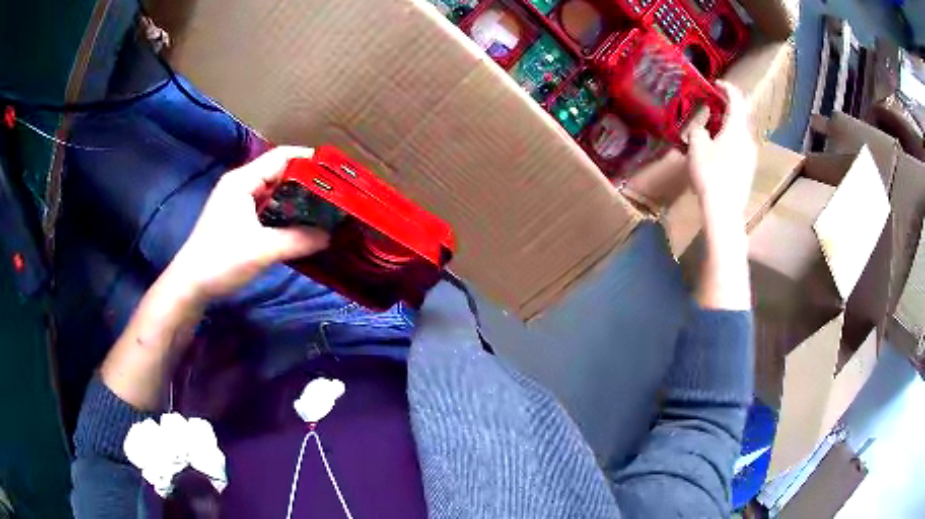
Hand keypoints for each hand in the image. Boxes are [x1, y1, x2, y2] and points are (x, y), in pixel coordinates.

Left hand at [166, 146, 328, 300]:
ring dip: (294, 200)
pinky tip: (298, 226)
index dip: (308, 160)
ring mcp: (236, 202)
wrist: (190, 285)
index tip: (334, 172)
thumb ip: (298, 240)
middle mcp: (239, 185)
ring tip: (322, 209)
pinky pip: (264, 208)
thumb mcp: (262, 250)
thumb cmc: (221, 260)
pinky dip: (282, 214)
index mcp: (242, 181)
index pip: (281, 157)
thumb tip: (329, 236)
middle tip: (333, 194)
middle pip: (278, 173)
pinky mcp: (235, 219)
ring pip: (272, 192)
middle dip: (305, 182)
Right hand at [687, 82, 757, 228]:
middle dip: (727, 108)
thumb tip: (701, 129)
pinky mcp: (749, 171)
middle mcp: (748, 139)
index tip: (715, 83)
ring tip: (712, 130)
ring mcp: (751, 157)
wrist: (724, 211)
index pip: (736, 99)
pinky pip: (740, 148)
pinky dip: (730, 141)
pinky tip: (718, 151)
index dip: (727, 87)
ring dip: (728, 126)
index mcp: (737, 128)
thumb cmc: (710, 174)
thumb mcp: (697, 146)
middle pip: (741, 116)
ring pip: (740, 133)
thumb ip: (698, 131)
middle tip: (712, 106)